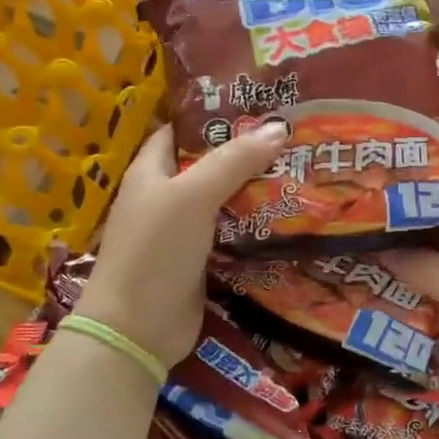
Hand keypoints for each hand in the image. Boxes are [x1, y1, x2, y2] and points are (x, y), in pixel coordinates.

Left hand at [76, 122, 288, 367]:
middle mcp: (165, 197)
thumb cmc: (156, 251)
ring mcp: (182, 231)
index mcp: (151, 172)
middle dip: (247, 153)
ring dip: (256, 190)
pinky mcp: (200, 260)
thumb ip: (234, 161)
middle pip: (209, 165)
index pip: (181, 131)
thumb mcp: (193, 196)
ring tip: (301, 170)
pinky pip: (231, 233)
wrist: (137, 330)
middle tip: (292, 139)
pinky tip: (289, 215)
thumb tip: (278, 128)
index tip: (258, 107)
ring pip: (224, 200)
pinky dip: (255, 224)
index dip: (214, 117)